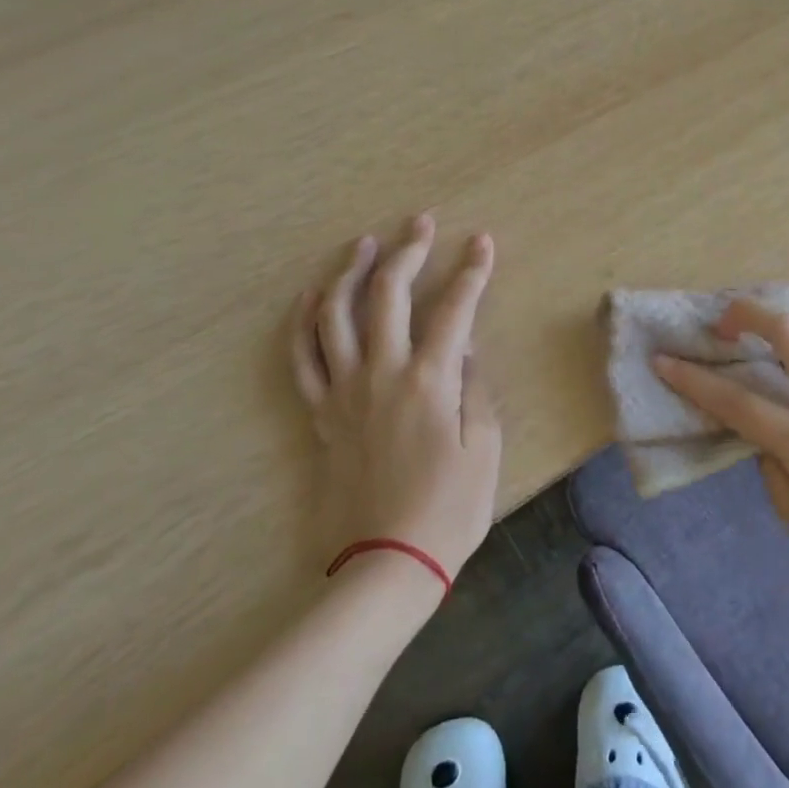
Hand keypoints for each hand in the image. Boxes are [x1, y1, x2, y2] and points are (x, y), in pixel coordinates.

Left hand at [289, 213, 500, 585]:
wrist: (386, 564)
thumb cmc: (449, 509)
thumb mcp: (485, 448)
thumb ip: (477, 389)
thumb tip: (467, 348)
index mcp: (430, 381)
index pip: (455, 310)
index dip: (472, 272)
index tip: (483, 243)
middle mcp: (381, 374)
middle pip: (388, 296)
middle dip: (408, 252)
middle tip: (421, 222)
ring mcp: (344, 392)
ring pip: (335, 316)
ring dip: (349, 272)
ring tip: (363, 243)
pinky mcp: (320, 415)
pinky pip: (303, 357)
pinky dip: (304, 321)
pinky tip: (313, 297)